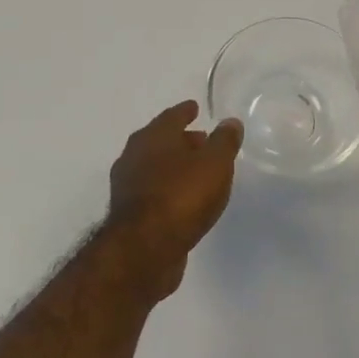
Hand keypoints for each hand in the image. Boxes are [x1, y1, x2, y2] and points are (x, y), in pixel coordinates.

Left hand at [106, 100, 242, 296]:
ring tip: (196, 171)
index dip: (185, 112)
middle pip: (160, 141)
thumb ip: (224, 141)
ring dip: (174, 165)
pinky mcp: (129, 215)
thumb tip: (230, 122)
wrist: (144, 250)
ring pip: (155, 167)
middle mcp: (134, 156)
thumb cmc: (181, 196)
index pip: (172, 116)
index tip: (195, 107)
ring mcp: (128, 186)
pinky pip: (153, 192)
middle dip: (180, 139)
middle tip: (201, 139)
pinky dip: (167, 188)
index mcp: (153, 137)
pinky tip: (183, 200)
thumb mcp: (214, 164)